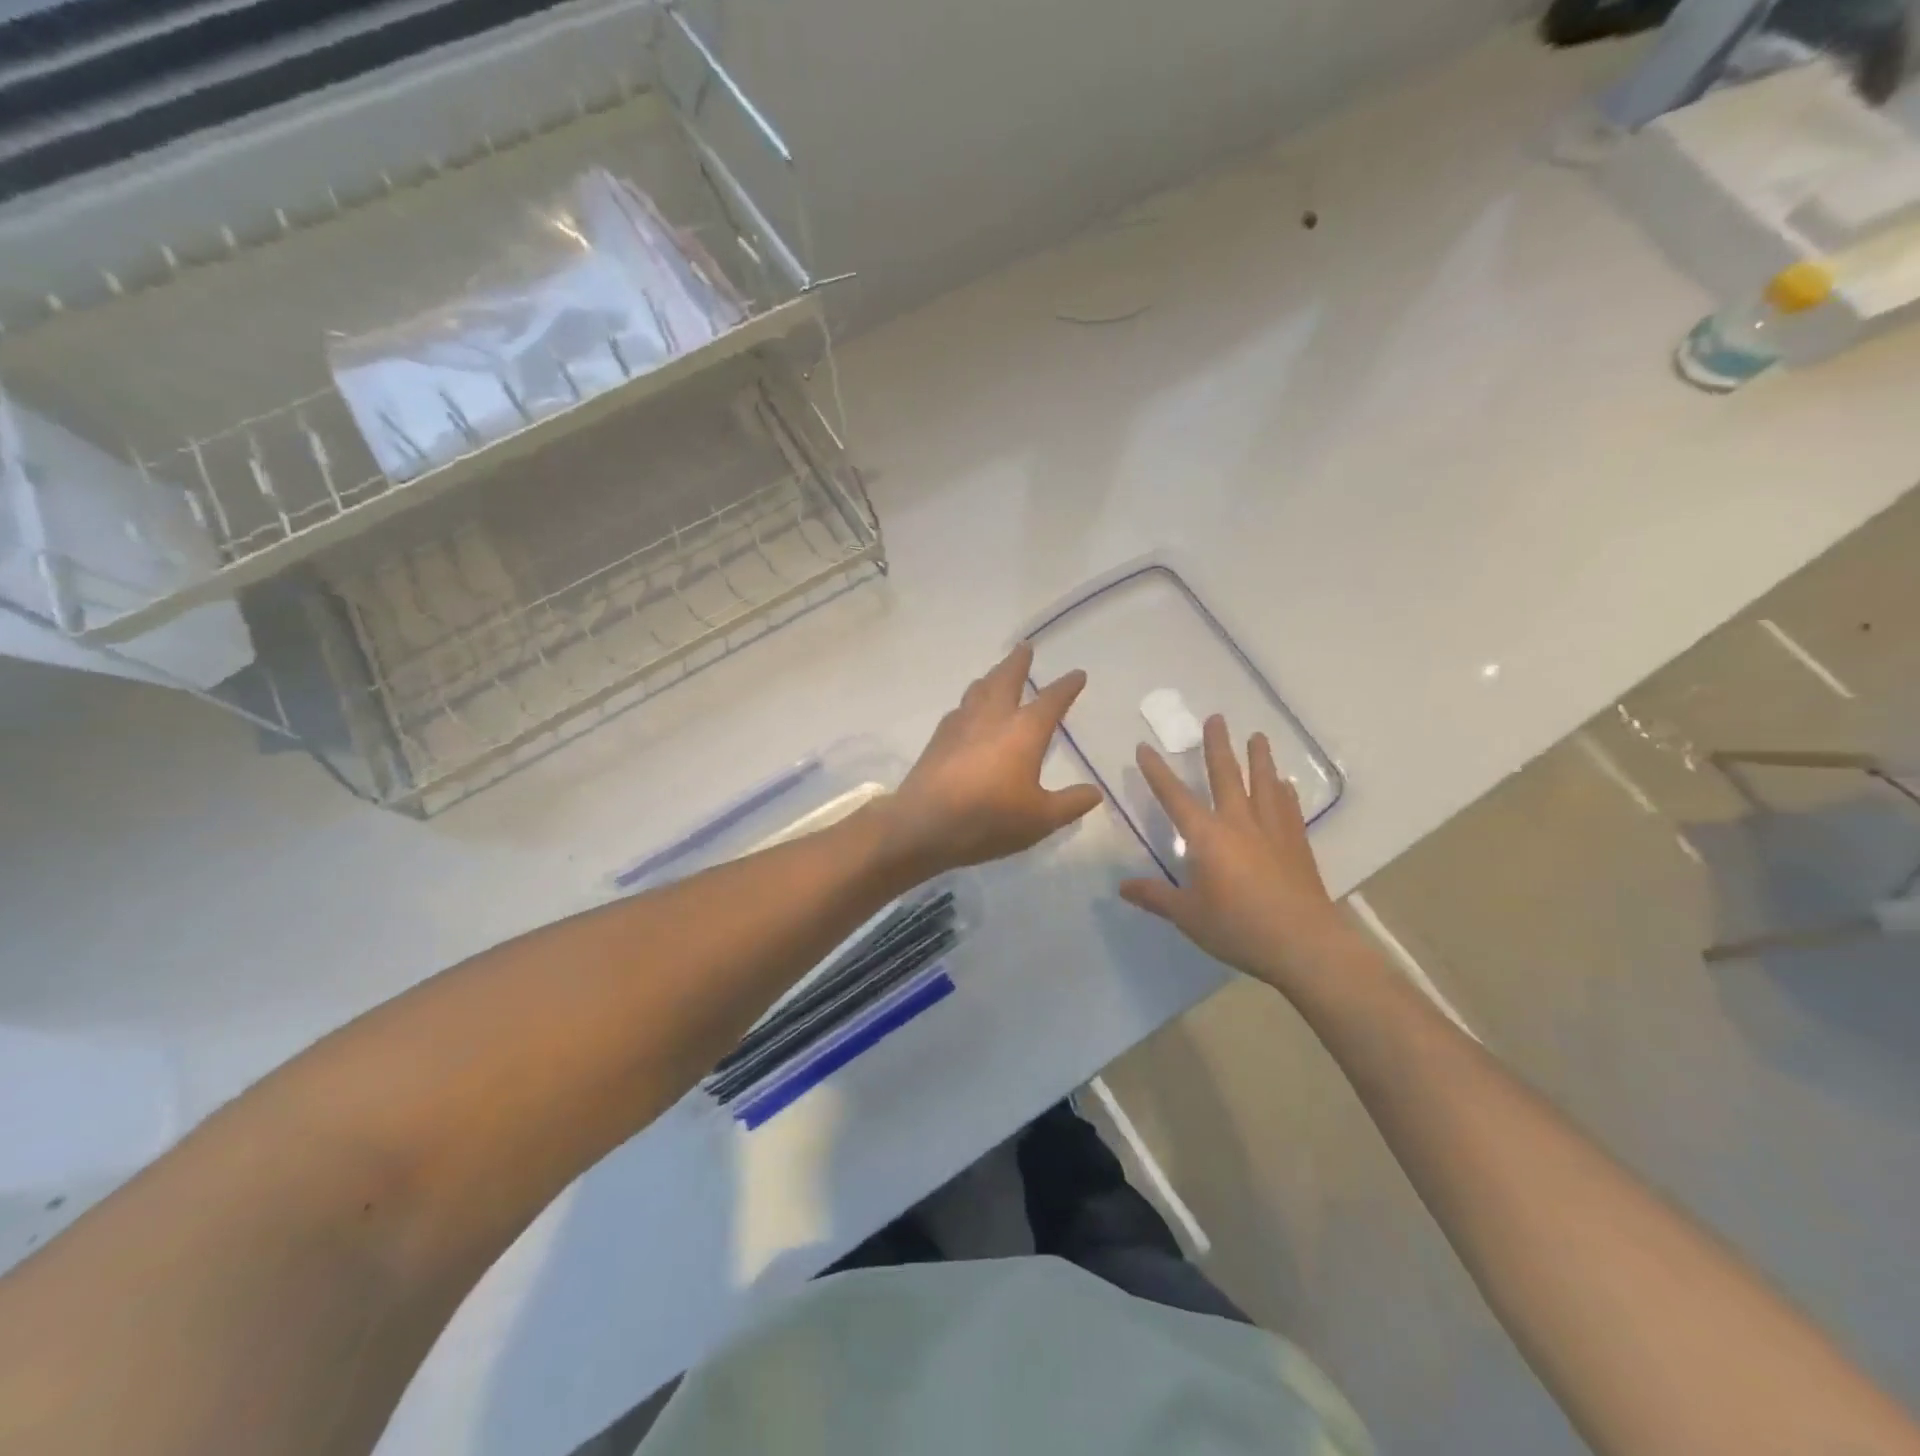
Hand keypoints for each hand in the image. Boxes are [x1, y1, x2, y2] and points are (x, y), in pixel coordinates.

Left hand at [877, 643, 1104, 879]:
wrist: (923, 824)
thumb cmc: (989, 819)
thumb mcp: (1040, 819)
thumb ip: (1070, 803)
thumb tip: (1095, 792)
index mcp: (1024, 730)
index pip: (1052, 700)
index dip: (1067, 686)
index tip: (1077, 674)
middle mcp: (993, 717)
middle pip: (1008, 678)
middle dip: (1019, 662)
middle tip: (1025, 647)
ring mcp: (962, 723)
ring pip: (980, 688)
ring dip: (992, 676)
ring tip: (997, 674)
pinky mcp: (939, 737)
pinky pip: (960, 708)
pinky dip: (971, 701)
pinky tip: (968, 711)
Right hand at [1120, 715, 1354, 992]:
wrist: (1303, 943)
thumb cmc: (1238, 927)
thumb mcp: (1188, 916)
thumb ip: (1155, 897)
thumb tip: (1121, 887)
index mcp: (1207, 836)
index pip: (1174, 796)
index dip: (1157, 772)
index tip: (1144, 747)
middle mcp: (1238, 823)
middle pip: (1226, 775)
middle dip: (1217, 746)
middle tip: (1215, 718)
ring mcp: (1272, 830)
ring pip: (1263, 784)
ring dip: (1259, 758)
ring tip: (1257, 736)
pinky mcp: (1296, 844)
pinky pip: (1289, 808)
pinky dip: (1284, 792)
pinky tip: (1285, 783)